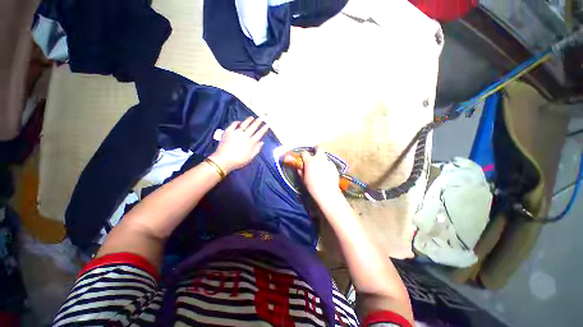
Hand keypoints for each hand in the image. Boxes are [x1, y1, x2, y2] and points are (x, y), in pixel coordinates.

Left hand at [210, 117, 268, 173]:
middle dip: (258, 121)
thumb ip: (257, 149)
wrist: (223, 160)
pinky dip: (237, 122)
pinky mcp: (228, 131)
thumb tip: (262, 142)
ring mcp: (237, 132)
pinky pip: (234, 124)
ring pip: (244, 124)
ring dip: (249, 120)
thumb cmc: (238, 161)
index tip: (268, 124)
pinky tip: (239, 122)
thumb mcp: (250, 157)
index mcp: (251, 142)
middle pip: (253, 126)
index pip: (260, 133)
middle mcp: (245, 135)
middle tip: (262, 117)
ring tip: (252, 117)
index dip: (264, 128)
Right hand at [299, 148, 342, 201]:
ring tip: (321, 167)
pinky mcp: (334, 166)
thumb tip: (299, 168)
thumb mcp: (303, 179)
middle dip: (317, 149)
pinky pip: (329, 163)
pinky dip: (327, 166)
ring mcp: (328, 162)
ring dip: (322, 159)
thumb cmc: (312, 186)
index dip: (304, 155)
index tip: (304, 157)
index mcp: (309, 161)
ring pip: (324, 156)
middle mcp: (319, 159)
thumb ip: (301, 172)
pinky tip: (327, 173)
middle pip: (319, 148)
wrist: (326, 192)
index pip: (305, 153)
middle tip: (315, 154)